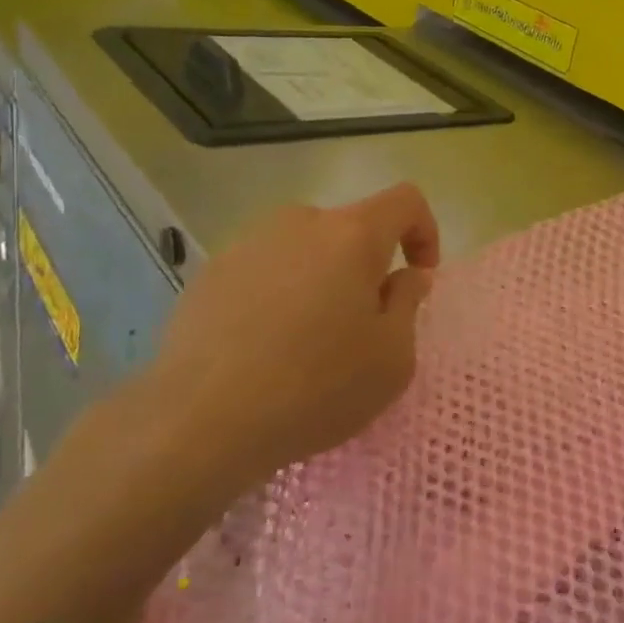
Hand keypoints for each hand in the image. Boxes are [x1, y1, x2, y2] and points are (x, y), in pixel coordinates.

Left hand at [138, 184, 441, 496]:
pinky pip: (265, 271)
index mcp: (351, 235)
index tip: (418, 277)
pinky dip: (279, 295)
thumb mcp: (392, 357)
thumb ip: (408, 304)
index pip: (405, 201)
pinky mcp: (209, 273)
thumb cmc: (316, 387)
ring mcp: (248, 244)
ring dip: (321, 279)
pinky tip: (264, 347)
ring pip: (305, 249)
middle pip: (350, 228)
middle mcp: (299, 223)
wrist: (199, 421)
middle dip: (367, 265)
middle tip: (362, 323)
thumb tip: (405, 277)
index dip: (424, 230)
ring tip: (309, 339)